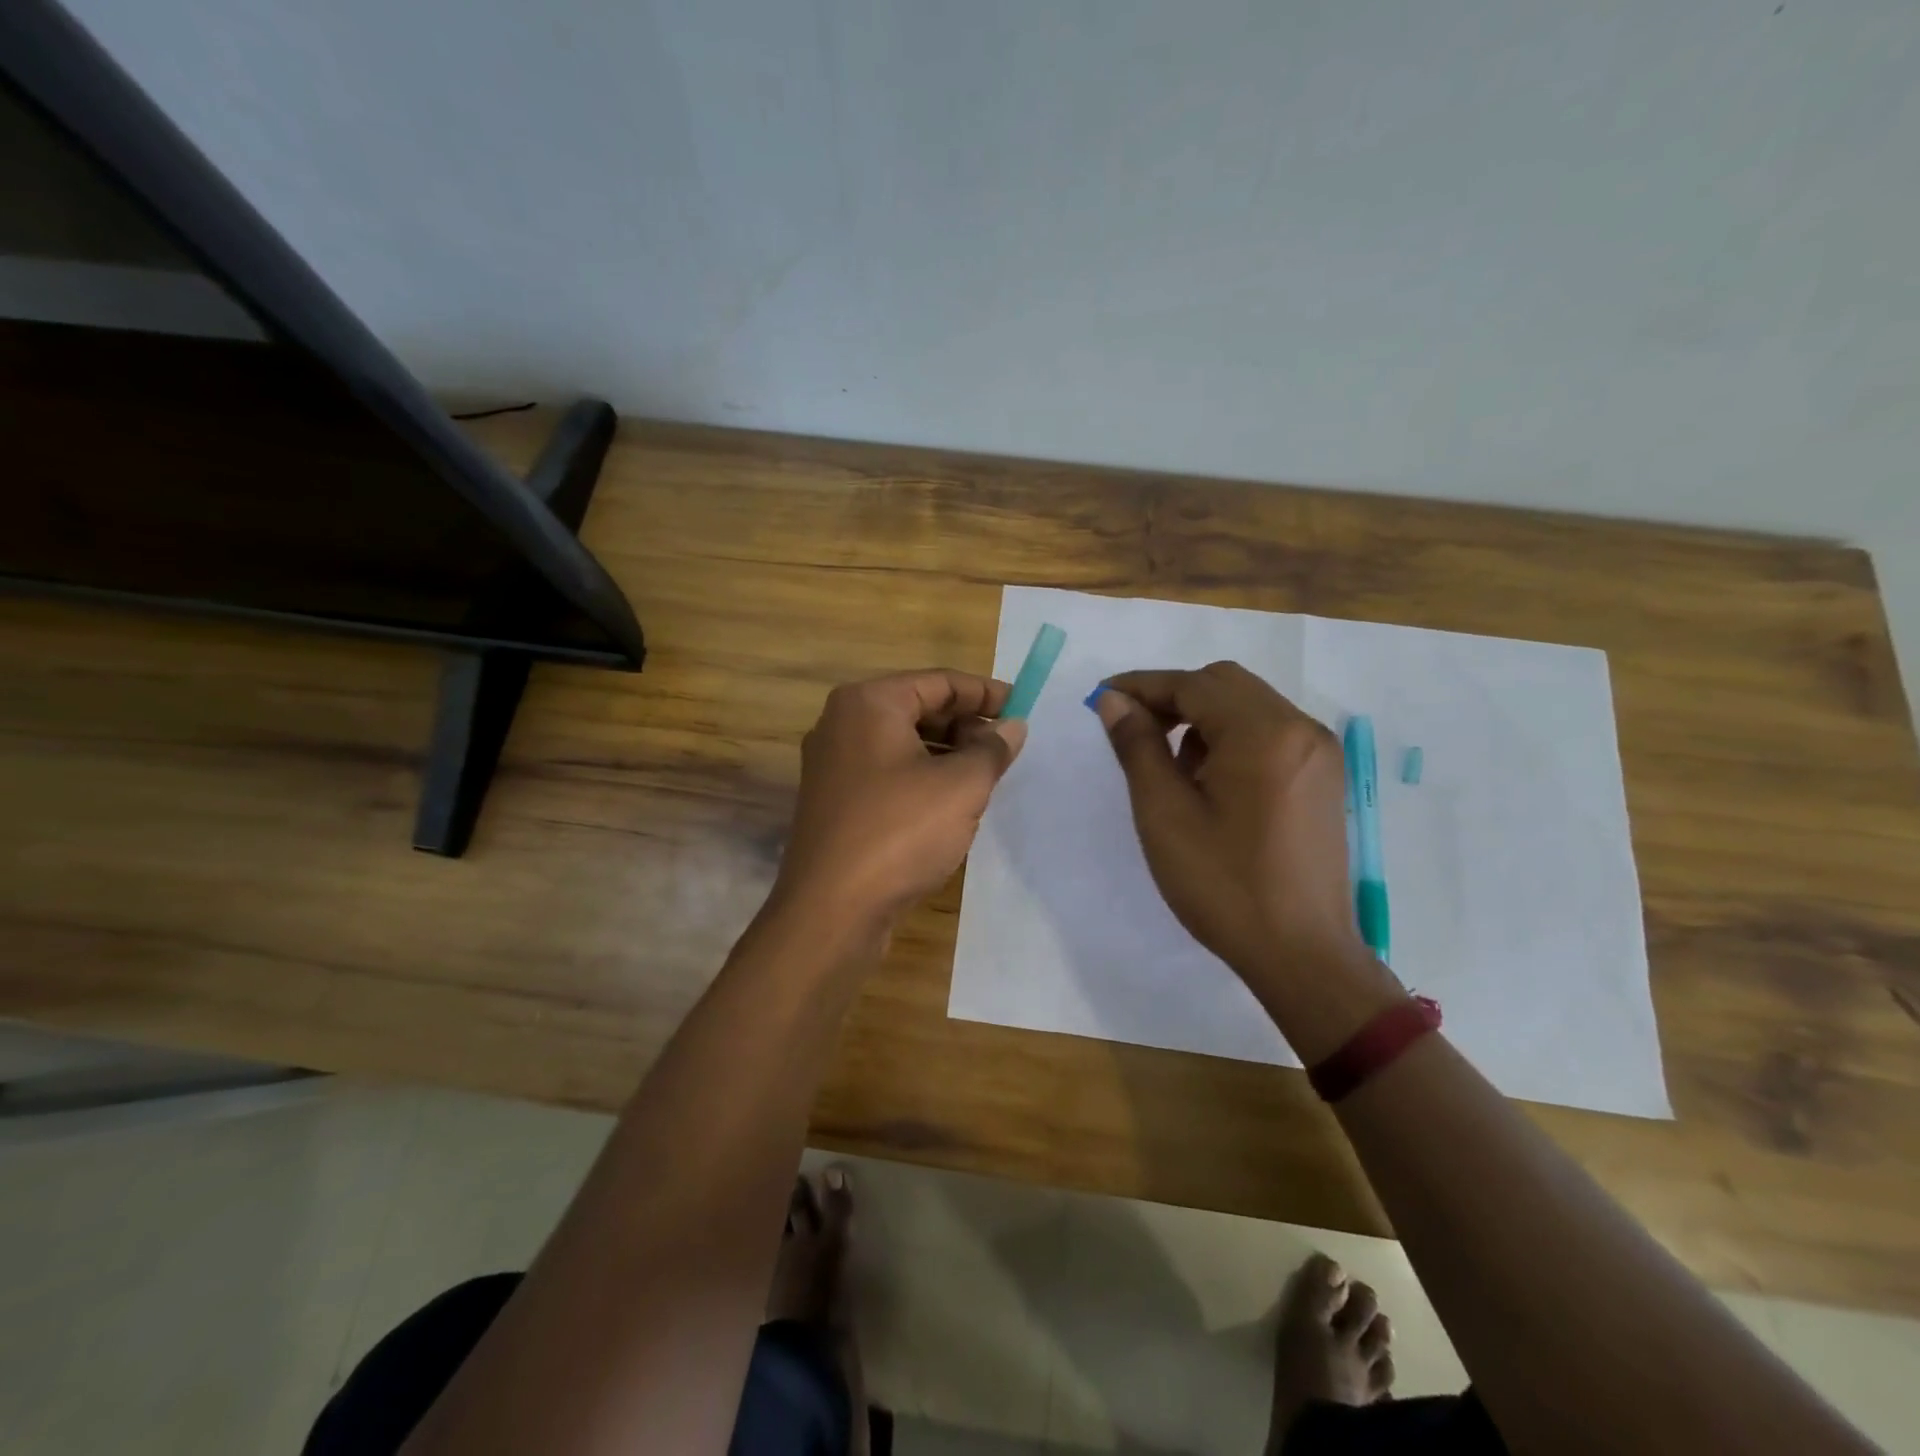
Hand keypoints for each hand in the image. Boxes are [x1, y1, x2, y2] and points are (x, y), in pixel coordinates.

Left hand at [774, 669, 1026, 933]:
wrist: (831, 910)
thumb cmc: (900, 832)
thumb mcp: (961, 786)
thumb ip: (992, 749)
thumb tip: (1012, 726)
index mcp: (868, 703)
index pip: (938, 681)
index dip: (985, 692)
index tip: (1022, 707)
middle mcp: (842, 723)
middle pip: (917, 708)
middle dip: (965, 724)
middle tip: (1006, 747)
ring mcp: (833, 764)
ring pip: (903, 743)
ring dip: (946, 753)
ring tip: (985, 776)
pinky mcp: (834, 801)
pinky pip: (887, 773)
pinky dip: (922, 777)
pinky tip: (949, 804)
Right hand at [1091, 662, 1371, 994]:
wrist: (1301, 954)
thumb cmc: (1223, 885)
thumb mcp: (1165, 813)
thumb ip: (1138, 746)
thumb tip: (1114, 701)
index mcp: (1263, 733)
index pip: (1193, 685)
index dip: (1142, 686)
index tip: (1101, 698)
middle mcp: (1300, 728)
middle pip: (1224, 684)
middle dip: (1173, 698)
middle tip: (1133, 730)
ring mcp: (1319, 752)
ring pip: (1249, 706)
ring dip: (1202, 718)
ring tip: (1172, 768)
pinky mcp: (1324, 777)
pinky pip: (1270, 733)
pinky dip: (1232, 738)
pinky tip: (1211, 781)